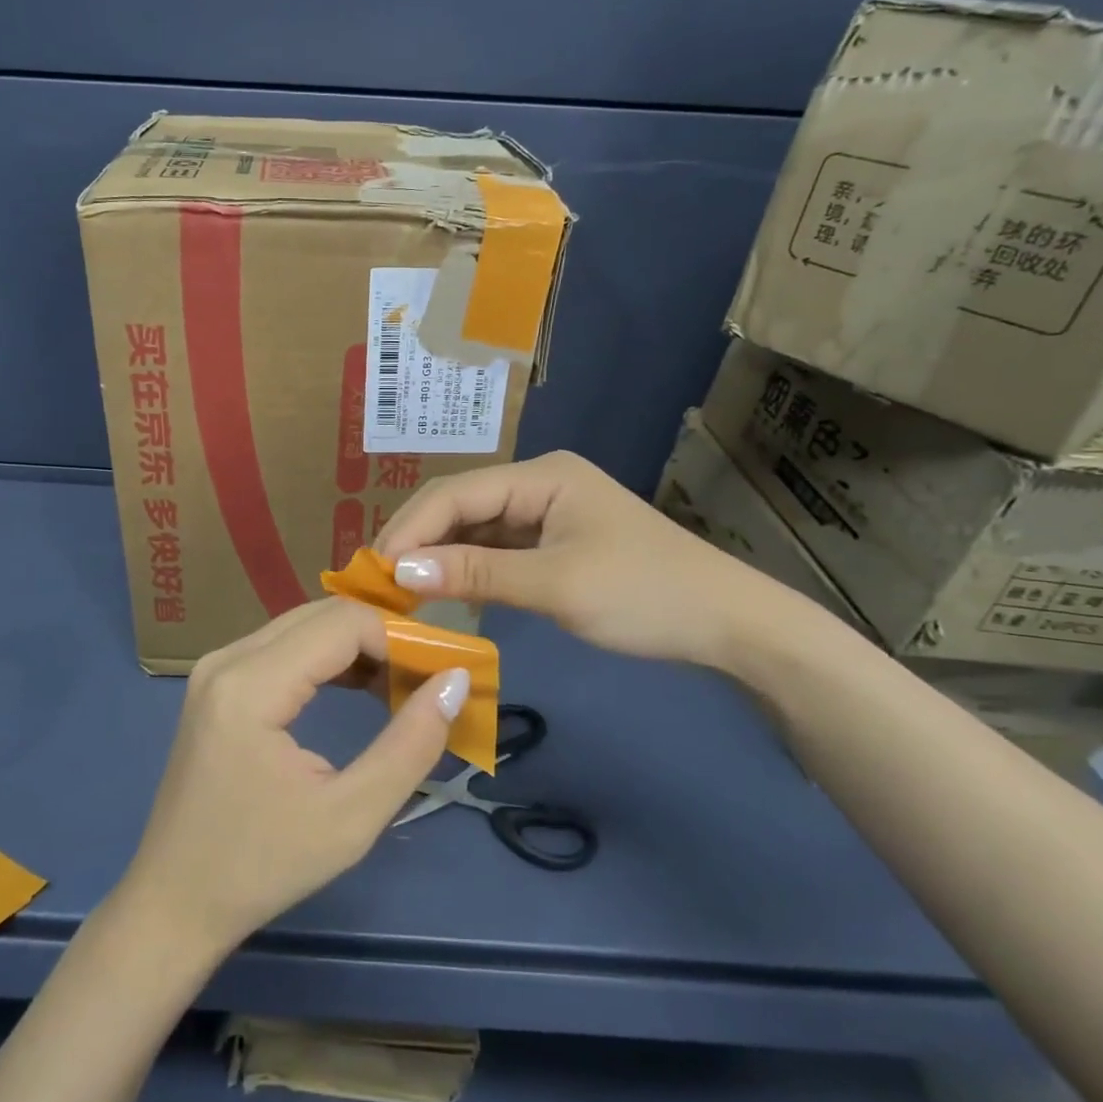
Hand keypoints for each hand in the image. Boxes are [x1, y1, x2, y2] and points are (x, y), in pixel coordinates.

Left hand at [116, 598, 467, 961]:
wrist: (175, 902)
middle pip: (321, 614)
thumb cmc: (262, 868)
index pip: (342, 623)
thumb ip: (410, 745)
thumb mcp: (350, 818)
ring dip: (356, 646)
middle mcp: (227, 658)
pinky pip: (282, 646)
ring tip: (400, 686)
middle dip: (381, 637)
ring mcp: (216, 666)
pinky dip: (326, 658)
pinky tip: (358, 688)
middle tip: (427, 677)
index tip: (440, 673)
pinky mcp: (217, 682)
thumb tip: (454, 682)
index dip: (399, 638)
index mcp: (250, 684)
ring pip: (303, 625)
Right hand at [375, 449, 784, 671]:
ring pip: (474, 530)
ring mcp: (546, 515)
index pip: (456, 493)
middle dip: (418, 541)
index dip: (411, 529)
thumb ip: (476, 574)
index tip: (374, 571)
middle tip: (377, 584)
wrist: (728, 625)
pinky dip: (467, 570)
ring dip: (438, 557)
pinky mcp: (553, 545)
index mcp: (542, 476)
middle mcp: (538, 485)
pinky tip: (441, 591)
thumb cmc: (645, 595)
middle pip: (461, 507)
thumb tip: (399, 572)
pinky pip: (495, 551)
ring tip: (397, 590)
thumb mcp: (556, 585)